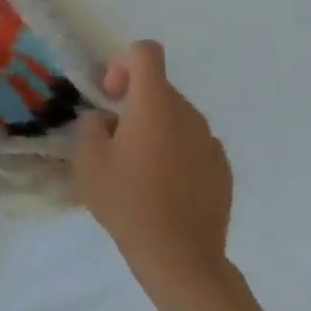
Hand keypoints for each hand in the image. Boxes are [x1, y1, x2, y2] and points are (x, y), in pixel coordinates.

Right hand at [73, 40, 234, 310]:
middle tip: (115, 142)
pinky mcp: (222, 169)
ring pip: (176, 118)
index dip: (123, 63)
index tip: (112, 96)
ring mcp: (210, 142)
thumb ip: (92, 126)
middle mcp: (188, 114)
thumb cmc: (127, 202)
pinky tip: (164, 190)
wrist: (180, 257)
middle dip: (134, 104)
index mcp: (155, 104)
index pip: (146, 52)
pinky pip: (193, 145)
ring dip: (155, 130)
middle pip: (159, 88)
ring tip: (139, 170)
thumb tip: (106, 120)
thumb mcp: (88, 161)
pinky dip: (176, 154)